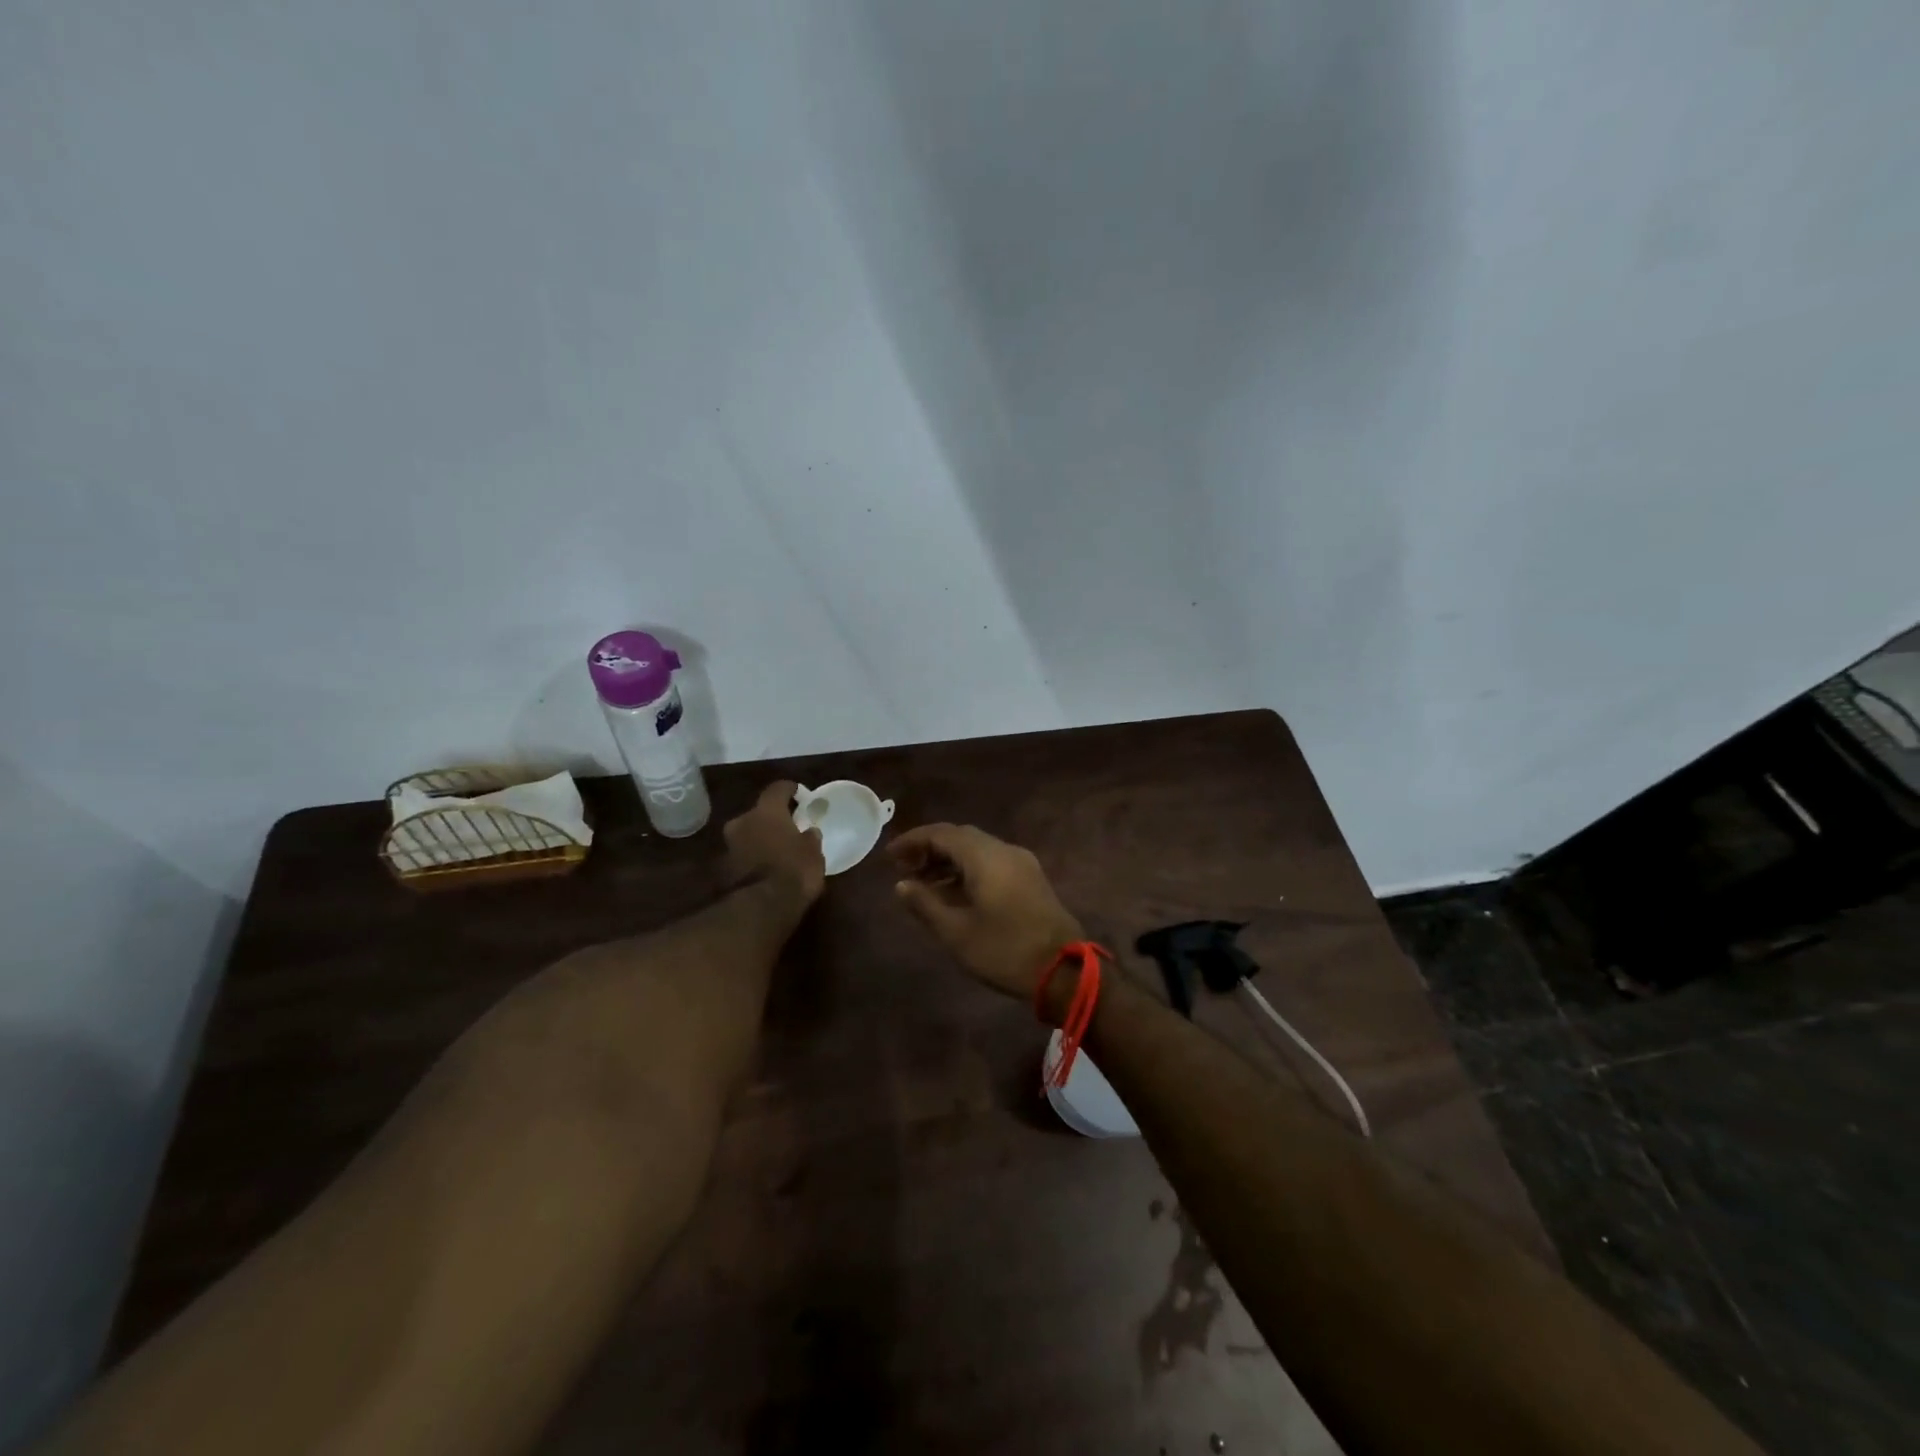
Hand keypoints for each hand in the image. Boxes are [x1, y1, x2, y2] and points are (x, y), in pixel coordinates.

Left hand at [724, 781, 824, 904]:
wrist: (761, 907)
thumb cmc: (794, 870)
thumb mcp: (814, 852)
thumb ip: (810, 837)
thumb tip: (808, 832)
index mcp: (766, 811)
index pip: (777, 789)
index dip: (789, 789)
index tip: (799, 794)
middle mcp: (743, 821)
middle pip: (758, 813)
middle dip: (771, 818)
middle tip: (788, 827)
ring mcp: (730, 845)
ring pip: (748, 834)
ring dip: (760, 838)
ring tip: (778, 849)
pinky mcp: (724, 868)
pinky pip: (744, 854)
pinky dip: (754, 857)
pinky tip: (768, 867)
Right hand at [889, 824, 1083, 999]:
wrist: (1065, 971)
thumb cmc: (1004, 950)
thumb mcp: (956, 932)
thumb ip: (925, 904)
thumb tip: (901, 885)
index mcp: (985, 856)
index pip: (941, 833)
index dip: (912, 841)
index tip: (889, 856)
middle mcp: (1004, 850)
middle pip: (960, 837)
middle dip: (929, 849)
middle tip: (904, 869)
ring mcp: (1021, 863)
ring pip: (977, 850)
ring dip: (948, 861)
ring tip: (923, 885)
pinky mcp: (1031, 879)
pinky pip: (992, 863)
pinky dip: (968, 871)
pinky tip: (954, 894)